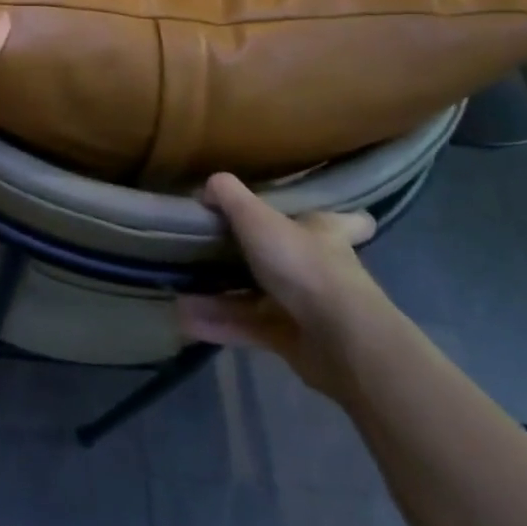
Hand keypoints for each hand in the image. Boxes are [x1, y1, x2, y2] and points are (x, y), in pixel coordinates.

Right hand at [176, 173, 386, 397]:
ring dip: (219, 296)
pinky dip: (218, 322)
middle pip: (287, 258)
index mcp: (324, 234)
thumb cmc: (303, 264)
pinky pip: (247, 326)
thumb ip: (229, 197)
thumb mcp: (257, 218)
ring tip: (180, 292)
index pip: (346, 222)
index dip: (339, 218)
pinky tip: (185, 319)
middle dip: (251, 257)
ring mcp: (306, 307)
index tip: (312, 216)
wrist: (339, 340)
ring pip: (256, 296)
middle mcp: (319, 269)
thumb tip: (208, 185)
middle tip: (209, 251)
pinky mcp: (290, 338)